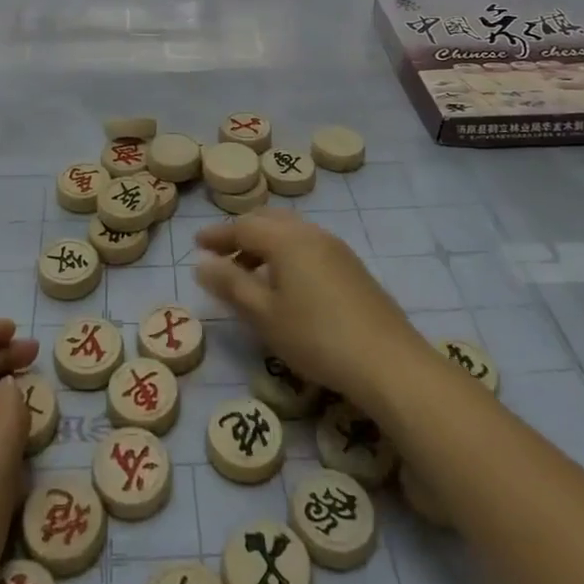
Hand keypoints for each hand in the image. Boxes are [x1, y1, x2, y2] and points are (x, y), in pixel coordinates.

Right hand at [192, 211, 427, 413]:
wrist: (387, 361)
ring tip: (250, 271)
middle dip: (241, 233)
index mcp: (286, 239)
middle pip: (269, 221)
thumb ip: (231, 285)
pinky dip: (287, 253)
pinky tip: (286, 282)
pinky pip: (308, 245)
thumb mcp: (264, 314)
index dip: (217, 235)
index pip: (243, 227)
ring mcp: (336, 248)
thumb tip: (201, 264)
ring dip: (265, 243)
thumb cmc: (316, 336)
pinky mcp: (352, 267)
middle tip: (221, 254)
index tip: (196, 244)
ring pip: (291, 232)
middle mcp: (311, 233)